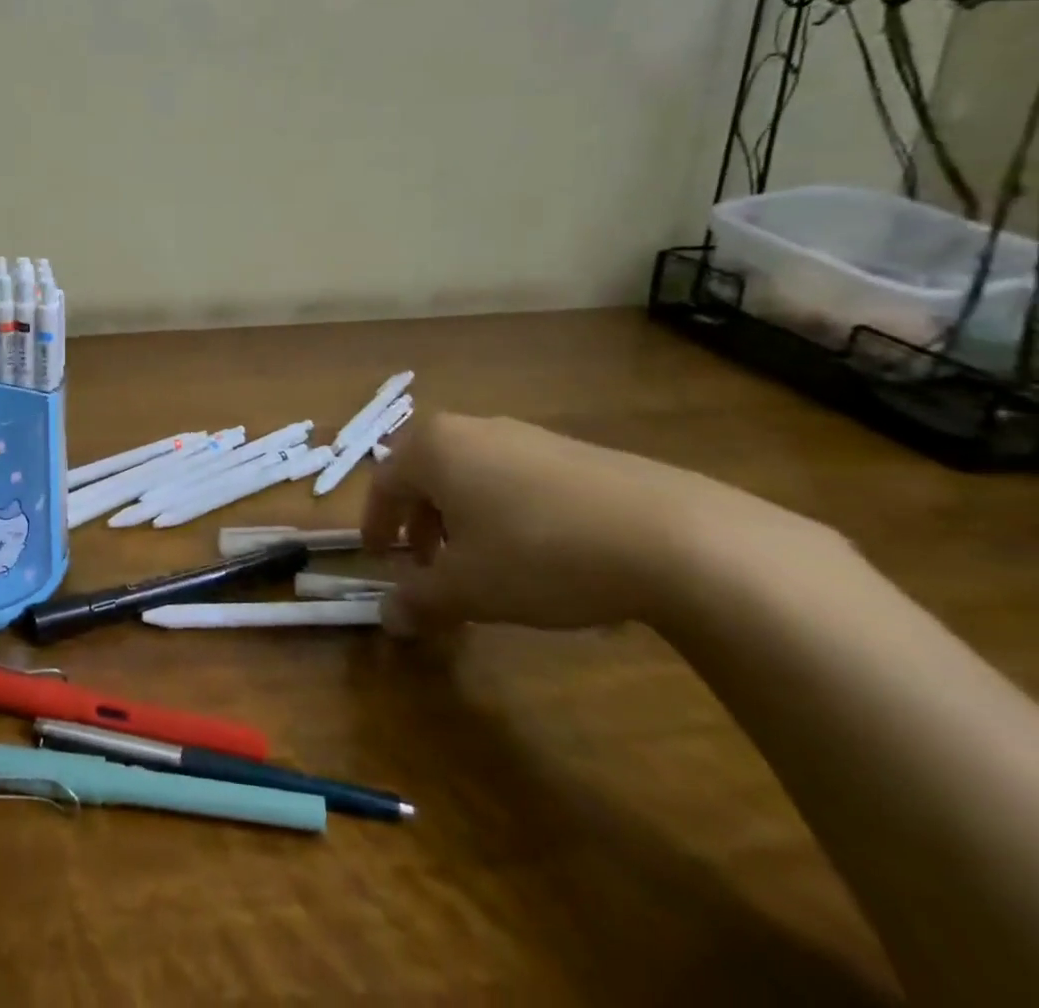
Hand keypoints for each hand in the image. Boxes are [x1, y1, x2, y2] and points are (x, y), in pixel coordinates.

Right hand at [361, 412, 758, 636]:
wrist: (672, 536)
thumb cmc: (539, 554)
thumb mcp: (470, 588)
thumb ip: (420, 600)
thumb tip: (387, 618)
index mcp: (433, 448)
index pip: (384, 482)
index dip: (375, 523)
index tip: (378, 557)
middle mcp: (472, 429)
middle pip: (427, 474)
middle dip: (420, 522)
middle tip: (428, 565)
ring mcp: (527, 435)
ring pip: (472, 475)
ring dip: (462, 518)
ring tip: (482, 564)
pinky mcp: (574, 451)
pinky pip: (516, 478)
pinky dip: (504, 512)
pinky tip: (537, 554)